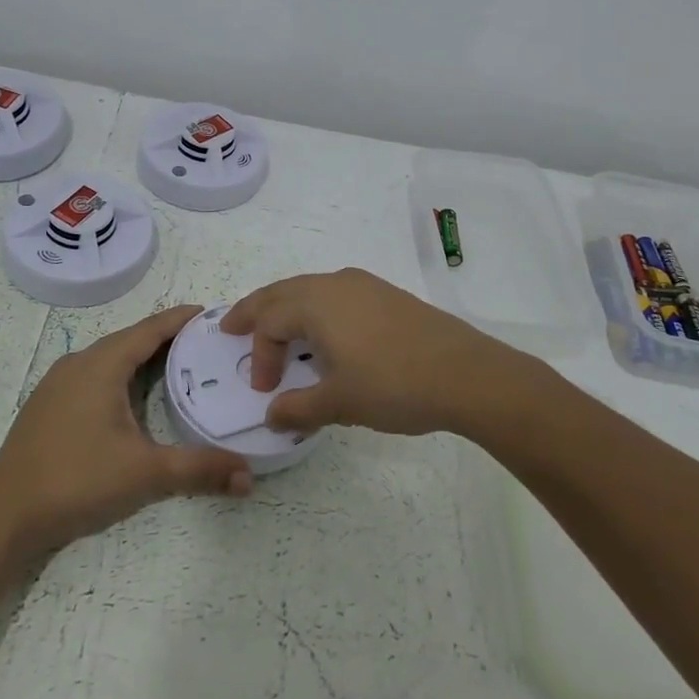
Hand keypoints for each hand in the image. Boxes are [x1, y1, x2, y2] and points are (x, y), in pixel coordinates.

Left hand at [0, 305, 252, 558]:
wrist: (2, 517)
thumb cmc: (76, 480)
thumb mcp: (145, 473)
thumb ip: (199, 470)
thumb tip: (249, 477)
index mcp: (102, 364)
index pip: (150, 329)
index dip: (182, 319)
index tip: (213, 313)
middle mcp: (79, 363)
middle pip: (132, 340)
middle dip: (169, 339)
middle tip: (207, 344)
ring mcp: (59, 384)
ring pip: (111, 359)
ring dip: (144, 358)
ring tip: (180, 367)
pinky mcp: (49, 406)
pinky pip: (95, 376)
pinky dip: (123, 376)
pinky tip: (136, 399)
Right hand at [220, 269, 522, 437]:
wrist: (466, 374)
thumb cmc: (394, 385)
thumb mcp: (340, 403)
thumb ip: (299, 408)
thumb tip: (272, 415)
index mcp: (316, 303)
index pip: (270, 322)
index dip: (261, 356)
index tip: (266, 391)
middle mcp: (336, 284)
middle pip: (282, 292)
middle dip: (255, 309)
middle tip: (231, 325)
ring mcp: (364, 286)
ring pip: (310, 289)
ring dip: (286, 308)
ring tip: (276, 329)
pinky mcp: (387, 295)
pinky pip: (336, 295)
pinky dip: (316, 309)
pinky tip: (325, 334)